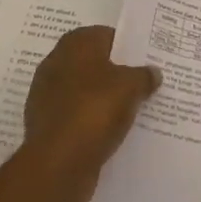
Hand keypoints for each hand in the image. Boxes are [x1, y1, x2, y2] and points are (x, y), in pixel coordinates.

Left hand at [21, 25, 159, 201]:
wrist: (56, 165)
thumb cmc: (94, 111)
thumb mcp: (131, 87)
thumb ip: (144, 75)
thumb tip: (153, 72)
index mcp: (75, 43)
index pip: (107, 36)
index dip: (129, 48)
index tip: (147, 61)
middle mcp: (57, 63)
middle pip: (95, 64)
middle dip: (117, 74)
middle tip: (144, 85)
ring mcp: (48, 95)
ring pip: (86, 92)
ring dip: (104, 100)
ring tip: (132, 112)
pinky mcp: (47, 125)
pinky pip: (77, 116)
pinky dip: (92, 122)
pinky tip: (111, 134)